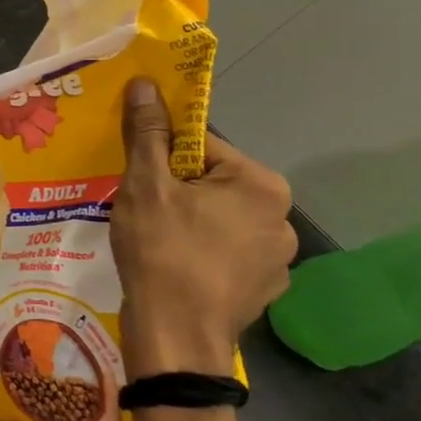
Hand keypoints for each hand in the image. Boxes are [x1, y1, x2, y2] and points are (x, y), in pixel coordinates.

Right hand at [112, 79, 296, 376]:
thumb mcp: (145, 184)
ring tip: (154, 239)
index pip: (202, 146)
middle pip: (213, 182)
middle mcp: (282, 217)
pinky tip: (174, 266)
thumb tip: (147, 83)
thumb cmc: (162, 250)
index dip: (162, 155)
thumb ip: (149, 132)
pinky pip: (226, 253)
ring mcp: (278, 259)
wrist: (176, 337)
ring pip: (219, 218)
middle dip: (176, 188)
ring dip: (189, 220)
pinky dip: (201, 252)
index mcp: (260, 183)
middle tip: (141, 207)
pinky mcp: (264, 289)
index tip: (137, 175)